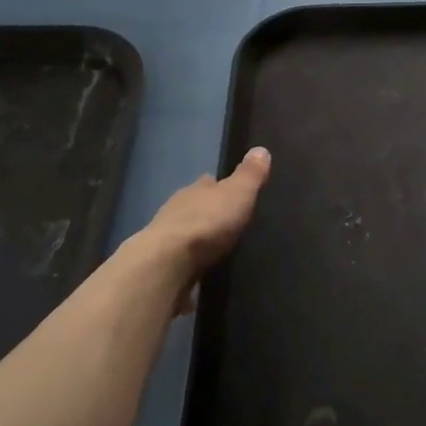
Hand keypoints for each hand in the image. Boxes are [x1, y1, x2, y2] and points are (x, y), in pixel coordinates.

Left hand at [135, 147, 271, 283]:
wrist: (168, 264)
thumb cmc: (206, 223)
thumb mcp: (237, 194)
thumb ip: (249, 175)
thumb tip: (260, 149)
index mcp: (195, 190)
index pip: (208, 183)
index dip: (221, 186)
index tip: (235, 192)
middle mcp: (177, 210)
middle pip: (196, 207)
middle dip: (210, 214)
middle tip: (231, 224)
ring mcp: (167, 239)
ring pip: (187, 234)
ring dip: (200, 241)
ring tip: (219, 250)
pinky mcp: (164, 267)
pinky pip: (182, 263)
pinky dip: (191, 267)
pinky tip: (201, 276)